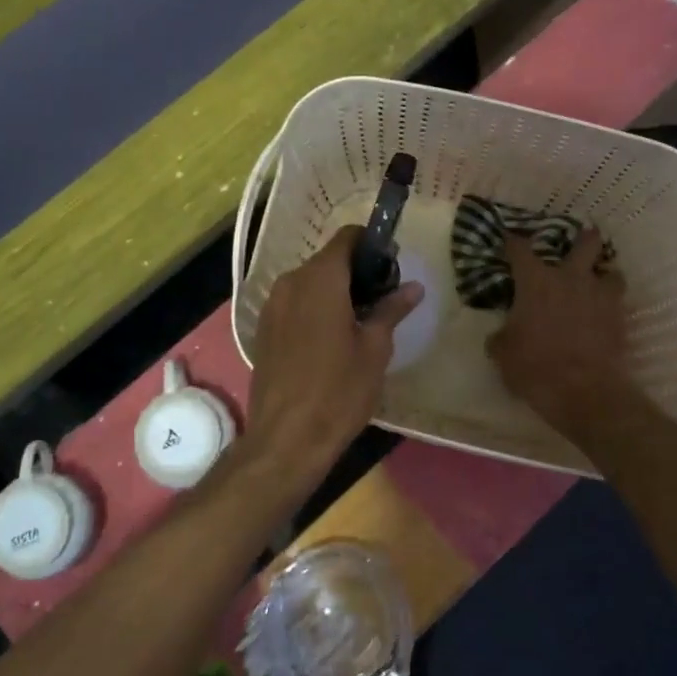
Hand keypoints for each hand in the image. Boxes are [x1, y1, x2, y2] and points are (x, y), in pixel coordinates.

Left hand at [244, 226, 421, 477]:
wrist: (286, 437)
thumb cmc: (339, 390)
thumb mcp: (375, 349)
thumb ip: (392, 310)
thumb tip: (413, 287)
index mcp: (320, 279)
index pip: (347, 238)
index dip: (371, 244)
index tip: (391, 265)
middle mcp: (291, 282)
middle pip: (327, 260)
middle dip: (355, 271)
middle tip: (382, 298)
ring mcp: (271, 306)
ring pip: (309, 283)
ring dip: (334, 291)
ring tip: (359, 321)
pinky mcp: (263, 329)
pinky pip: (293, 304)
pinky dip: (313, 308)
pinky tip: (329, 339)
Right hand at [486, 228, 632, 434]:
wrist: (583, 390)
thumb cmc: (534, 366)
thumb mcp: (503, 353)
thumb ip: (501, 337)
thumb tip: (499, 335)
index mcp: (536, 282)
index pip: (520, 249)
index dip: (513, 240)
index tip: (510, 238)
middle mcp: (571, 279)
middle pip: (585, 243)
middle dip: (584, 239)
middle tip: (580, 241)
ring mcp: (600, 296)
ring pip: (612, 271)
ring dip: (604, 274)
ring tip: (598, 283)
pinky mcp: (620, 317)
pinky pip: (619, 300)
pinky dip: (612, 303)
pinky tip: (606, 313)